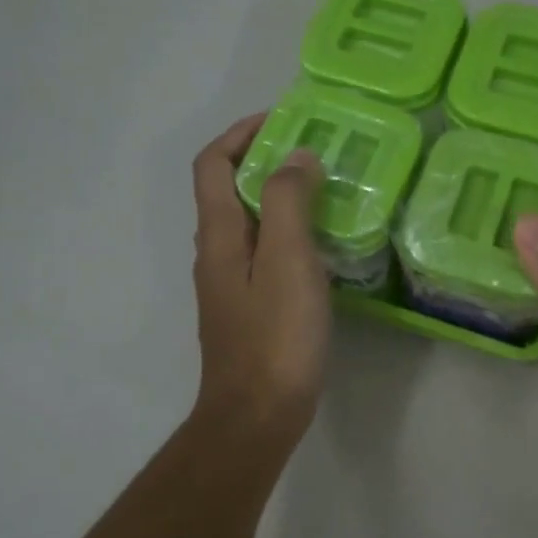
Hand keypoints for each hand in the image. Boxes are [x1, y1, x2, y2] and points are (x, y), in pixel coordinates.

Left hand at [191, 115, 331, 443]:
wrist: (256, 416)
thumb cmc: (275, 337)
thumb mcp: (286, 260)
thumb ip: (287, 202)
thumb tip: (294, 157)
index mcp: (218, 235)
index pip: (212, 165)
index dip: (239, 134)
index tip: (281, 120)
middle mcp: (215, 254)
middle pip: (228, 191)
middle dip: (264, 161)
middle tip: (314, 154)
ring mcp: (230, 286)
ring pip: (248, 224)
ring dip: (278, 198)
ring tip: (324, 193)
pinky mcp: (248, 310)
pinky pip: (263, 255)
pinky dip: (286, 235)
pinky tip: (321, 248)